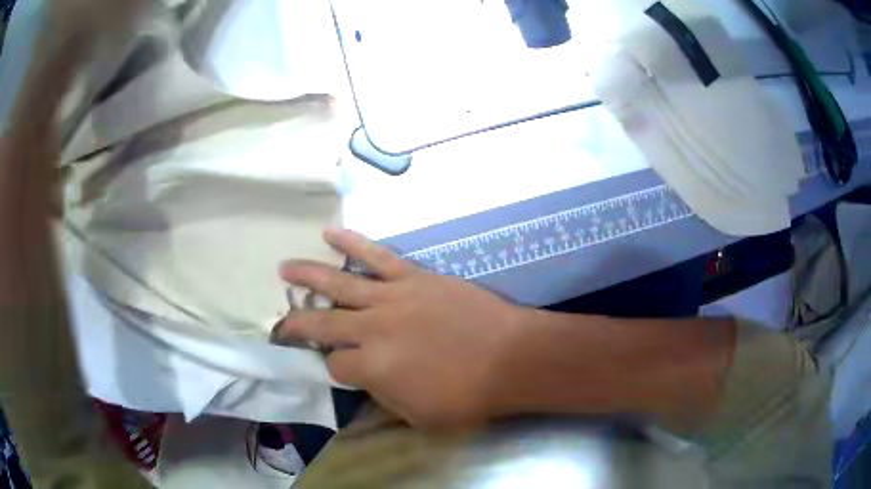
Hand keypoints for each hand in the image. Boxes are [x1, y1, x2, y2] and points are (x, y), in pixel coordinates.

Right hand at [276, 228, 527, 428]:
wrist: (512, 357)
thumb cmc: (470, 396)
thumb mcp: (420, 417)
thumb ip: (385, 398)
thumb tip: (368, 380)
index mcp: (371, 369)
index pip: (334, 365)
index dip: (334, 367)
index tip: (340, 366)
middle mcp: (371, 330)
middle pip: (321, 324)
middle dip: (296, 323)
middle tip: (279, 321)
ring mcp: (391, 298)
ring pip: (337, 283)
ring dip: (306, 276)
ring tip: (283, 269)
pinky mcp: (412, 277)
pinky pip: (375, 255)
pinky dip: (351, 242)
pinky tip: (329, 233)